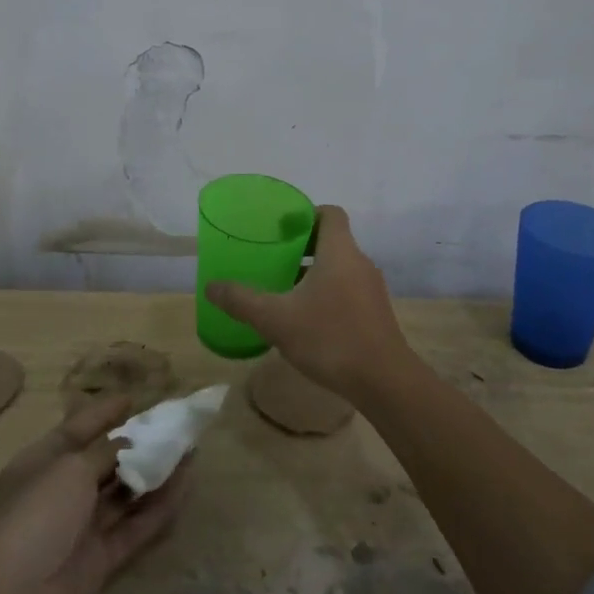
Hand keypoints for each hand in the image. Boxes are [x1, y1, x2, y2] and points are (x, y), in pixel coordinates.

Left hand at [0, 393, 188, 593]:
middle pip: (104, 462)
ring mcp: (80, 528)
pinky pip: (134, 526)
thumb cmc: (36, 517)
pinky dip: (159, 507)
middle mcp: (60, 492)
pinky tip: (185, 487)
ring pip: (124, 494)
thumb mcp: (70, 469)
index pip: (76, 429)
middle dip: (137, 444)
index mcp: (41, 463)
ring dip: (154, 473)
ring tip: (190, 451)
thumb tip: (129, 443)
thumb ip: (105, 452)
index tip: (134, 398)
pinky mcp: (100, 560)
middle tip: (174, 426)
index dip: (103, 413)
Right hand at [204, 204, 409, 399]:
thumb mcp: (276, 319)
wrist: (384, 381)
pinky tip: (307, 318)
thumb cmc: (329, 338)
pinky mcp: (375, 312)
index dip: (306, 214)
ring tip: (284, 289)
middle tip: (273, 257)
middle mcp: (359, 262)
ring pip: (340, 267)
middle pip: (332, 240)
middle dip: (303, 246)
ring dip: (314, 272)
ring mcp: (371, 288)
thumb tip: (210, 286)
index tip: (281, 227)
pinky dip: (327, 293)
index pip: (329, 213)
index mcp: (340, 251)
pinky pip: (348, 289)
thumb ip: (241, 301)